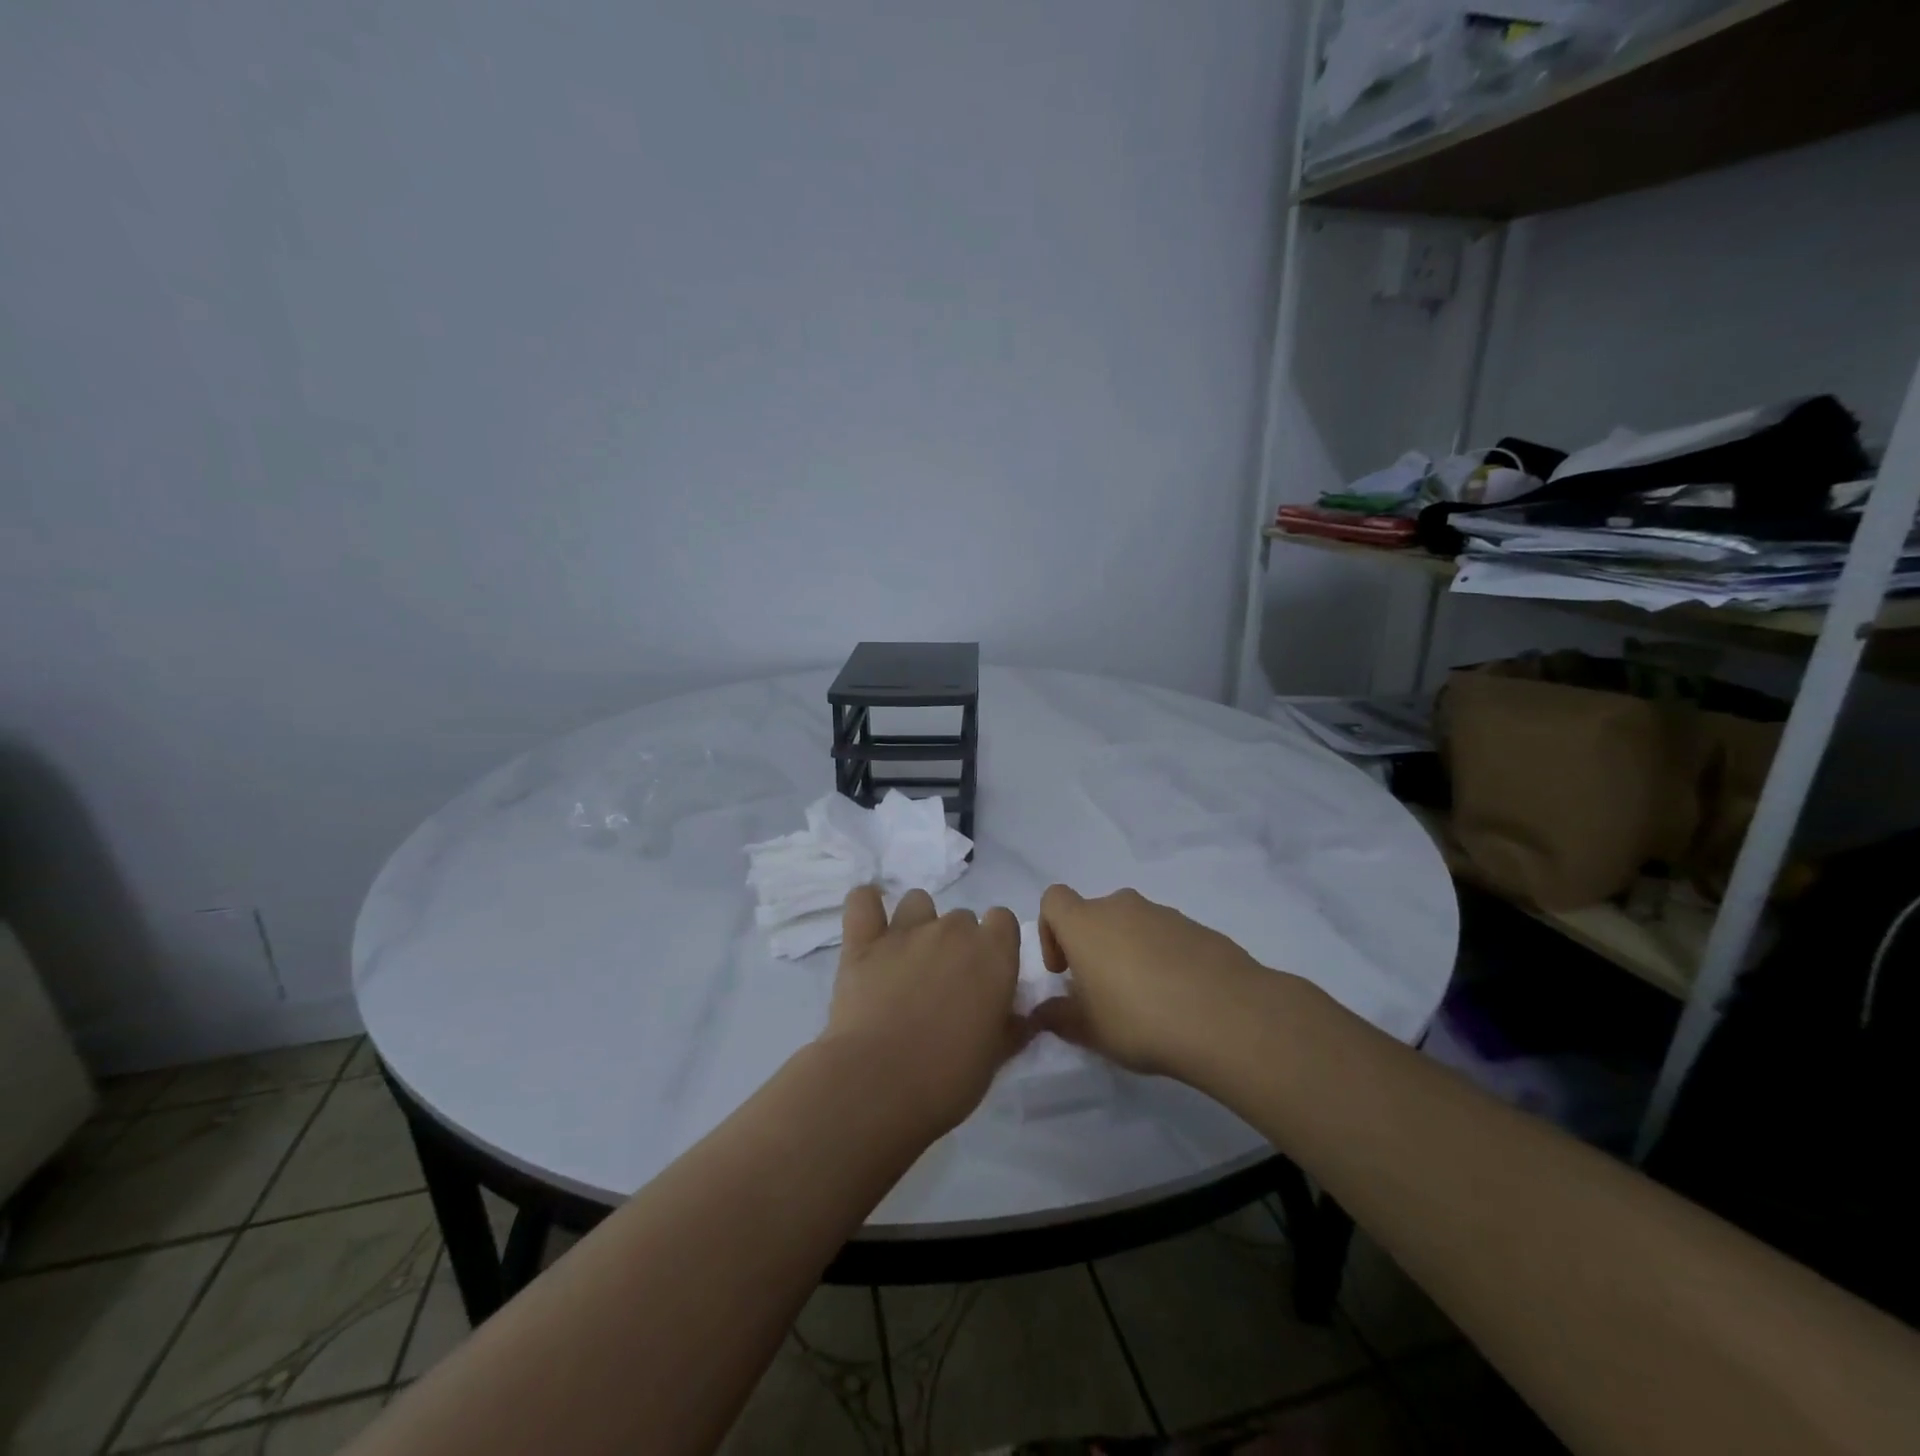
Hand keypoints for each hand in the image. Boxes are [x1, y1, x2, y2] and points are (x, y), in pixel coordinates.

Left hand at [820, 886, 1027, 1135]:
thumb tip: (1021, 1017)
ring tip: (907, 959)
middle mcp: (953, 930)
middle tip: (944, 983)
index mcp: (993, 954)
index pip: (1003, 920)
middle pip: (961, 917)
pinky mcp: (862, 942)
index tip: (987, 973)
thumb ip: (1011, 1028)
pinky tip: (868, 926)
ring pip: (917, 902)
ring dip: (917, 923)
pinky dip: (866, 905)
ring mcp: (905, 931)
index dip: (996, 943)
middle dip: (956, 943)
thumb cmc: (948, 1078)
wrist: (878, 1084)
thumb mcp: (995, 1058)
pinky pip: (862, 900)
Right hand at [1031, 884, 1262, 1076]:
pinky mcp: (1198, 928)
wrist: (1228, 1017)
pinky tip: (1178, 998)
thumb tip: (1041, 1013)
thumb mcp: (1090, 1030)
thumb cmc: (1140, 1019)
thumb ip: (1059, 1017)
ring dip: (1128, 952)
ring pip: (1132, 924)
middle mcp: (1122, 907)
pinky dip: (1163, 958)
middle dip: (1092, 947)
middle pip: (1095, 914)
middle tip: (1103, 992)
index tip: (1063, 970)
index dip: (1050, 930)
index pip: (1054, 900)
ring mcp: (1164, 914)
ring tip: (1145, 1000)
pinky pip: (1166, 937)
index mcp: (1086, 923)